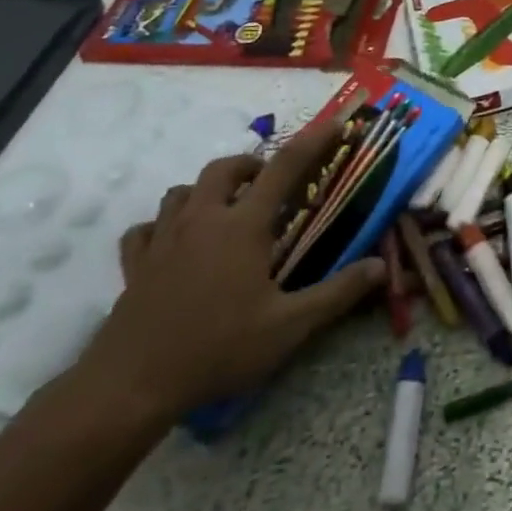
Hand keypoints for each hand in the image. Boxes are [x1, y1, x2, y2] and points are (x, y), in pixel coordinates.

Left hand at [76, 124, 386, 422]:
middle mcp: (203, 219)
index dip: (312, 141)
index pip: (285, 167)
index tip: (333, 124)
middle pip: (224, 168)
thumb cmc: (217, 349)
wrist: (131, 386)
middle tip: (268, 185)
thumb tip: (381, 267)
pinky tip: (171, 243)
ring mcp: (163, 240)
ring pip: (182, 192)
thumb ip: (336, 294)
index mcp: (243, 226)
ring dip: (206, 191)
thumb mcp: (288, 327)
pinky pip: (145, 229)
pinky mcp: (135, 265)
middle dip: (250, 165)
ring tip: (223, 211)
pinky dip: (161, 226)